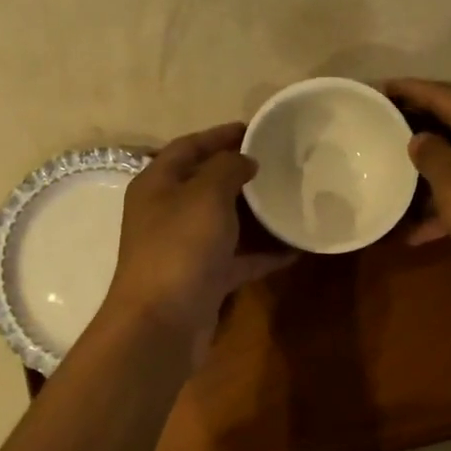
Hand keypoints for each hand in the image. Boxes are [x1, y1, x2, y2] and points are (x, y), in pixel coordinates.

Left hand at [102, 123, 293, 364]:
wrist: (163, 322)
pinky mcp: (202, 279)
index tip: (255, 128)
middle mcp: (166, 213)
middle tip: (277, 163)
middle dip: (239, 172)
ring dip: (253, 213)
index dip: (219, 134)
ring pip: (222, 222)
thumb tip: (243, 160)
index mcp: (157, 184)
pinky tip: (293, 250)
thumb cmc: (181, 247)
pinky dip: (261, 254)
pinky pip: (236, 259)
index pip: (187, 147)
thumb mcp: (206, 195)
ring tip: (288, 199)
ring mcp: (183, 248)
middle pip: (205, 183)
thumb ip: (227, 168)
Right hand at [386, 78, 450, 288]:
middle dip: (415, 124)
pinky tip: (418, 231)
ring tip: (392, 176)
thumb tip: (419, 138)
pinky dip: (445, 204)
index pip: (440, 93)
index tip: (378, 89)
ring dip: (427, 168)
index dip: (408, 88)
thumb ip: (430, 154)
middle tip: (381, 128)